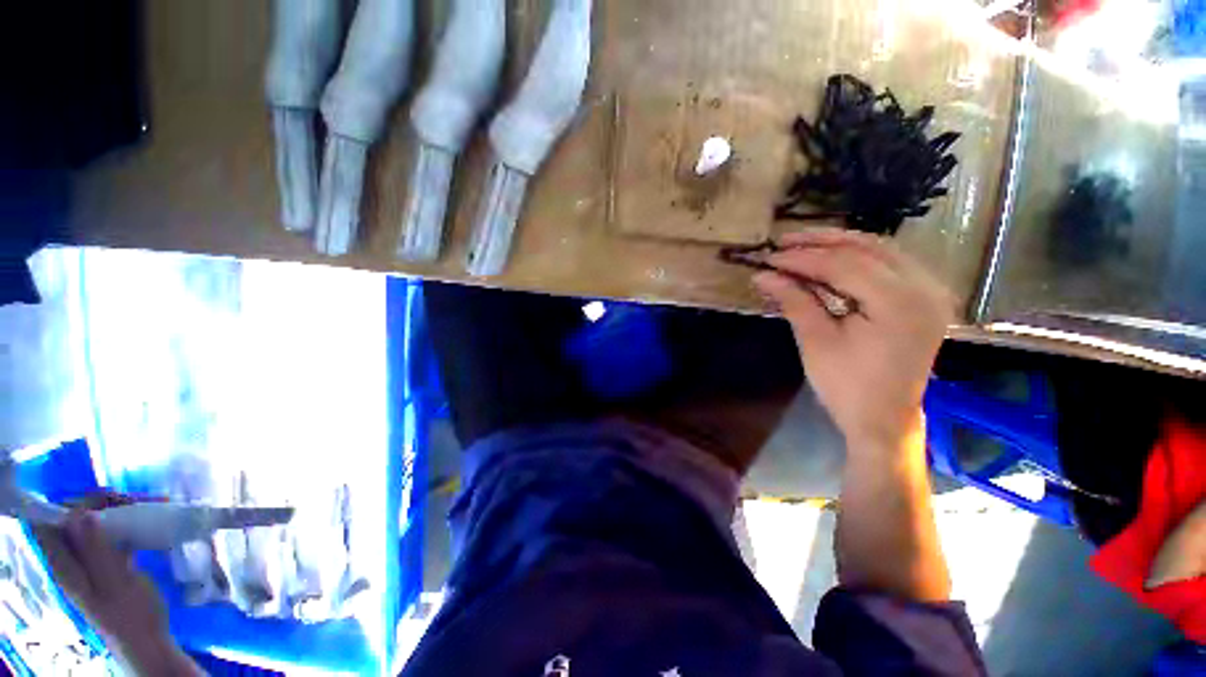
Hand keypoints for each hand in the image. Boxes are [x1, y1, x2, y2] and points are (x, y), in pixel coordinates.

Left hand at [31, 494, 168, 653]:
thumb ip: (95, 550)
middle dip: (101, 504)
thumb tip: (80, 512)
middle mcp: (72, 559)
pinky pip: (112, 534)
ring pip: (95, 524)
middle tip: (133, 501)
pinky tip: (149, 522)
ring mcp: (92, 561)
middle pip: (74, 519)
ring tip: (148, 507)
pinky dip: (127, 523)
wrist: (148, 639)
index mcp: (65, 564)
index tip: (104, 499)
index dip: (68, 504)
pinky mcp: (109, 562)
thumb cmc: (130, 614)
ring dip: (118, 511)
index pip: (49, 522)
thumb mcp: (114, 584)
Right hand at [753, 227, 955, 449]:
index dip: (802, 259)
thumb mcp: (816, 341)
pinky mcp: (924, 298)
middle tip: (784, 241)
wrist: (884, 419)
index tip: (770, 257)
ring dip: (839, 245)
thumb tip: (763, 274)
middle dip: (821, 242)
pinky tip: (832, 259)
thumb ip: (793, 300)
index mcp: (899, 303)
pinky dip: (857, 257)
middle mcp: (923, 288)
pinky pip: (889, 263)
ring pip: (880, 250)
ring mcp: (929, 291)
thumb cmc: (847, 386)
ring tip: (802, 246)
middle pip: (867, 248)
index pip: (843, 264)